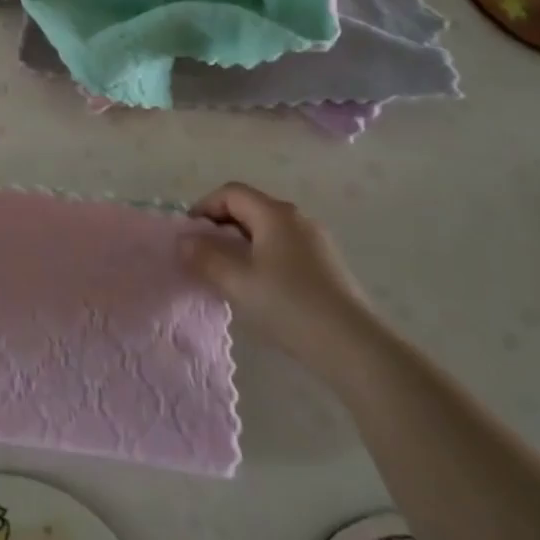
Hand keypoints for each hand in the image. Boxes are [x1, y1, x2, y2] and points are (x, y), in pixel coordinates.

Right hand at [180, 182, 374, 362]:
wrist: (354, 347)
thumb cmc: (289, 305)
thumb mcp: (237, 282)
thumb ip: (205, 257)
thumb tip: (184, 241)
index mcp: (275, 214)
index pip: (230, 192)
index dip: (204, 207)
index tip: (189, 235)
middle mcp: (297, 218)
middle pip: (249, 208)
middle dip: (220, 227)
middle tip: (202, 255)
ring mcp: (316, 241)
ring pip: (267, 230)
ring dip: (240, 244)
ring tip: (227, 274)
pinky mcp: (327, 265)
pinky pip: (283, 248)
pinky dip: (262, 257)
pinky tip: (259, 288)